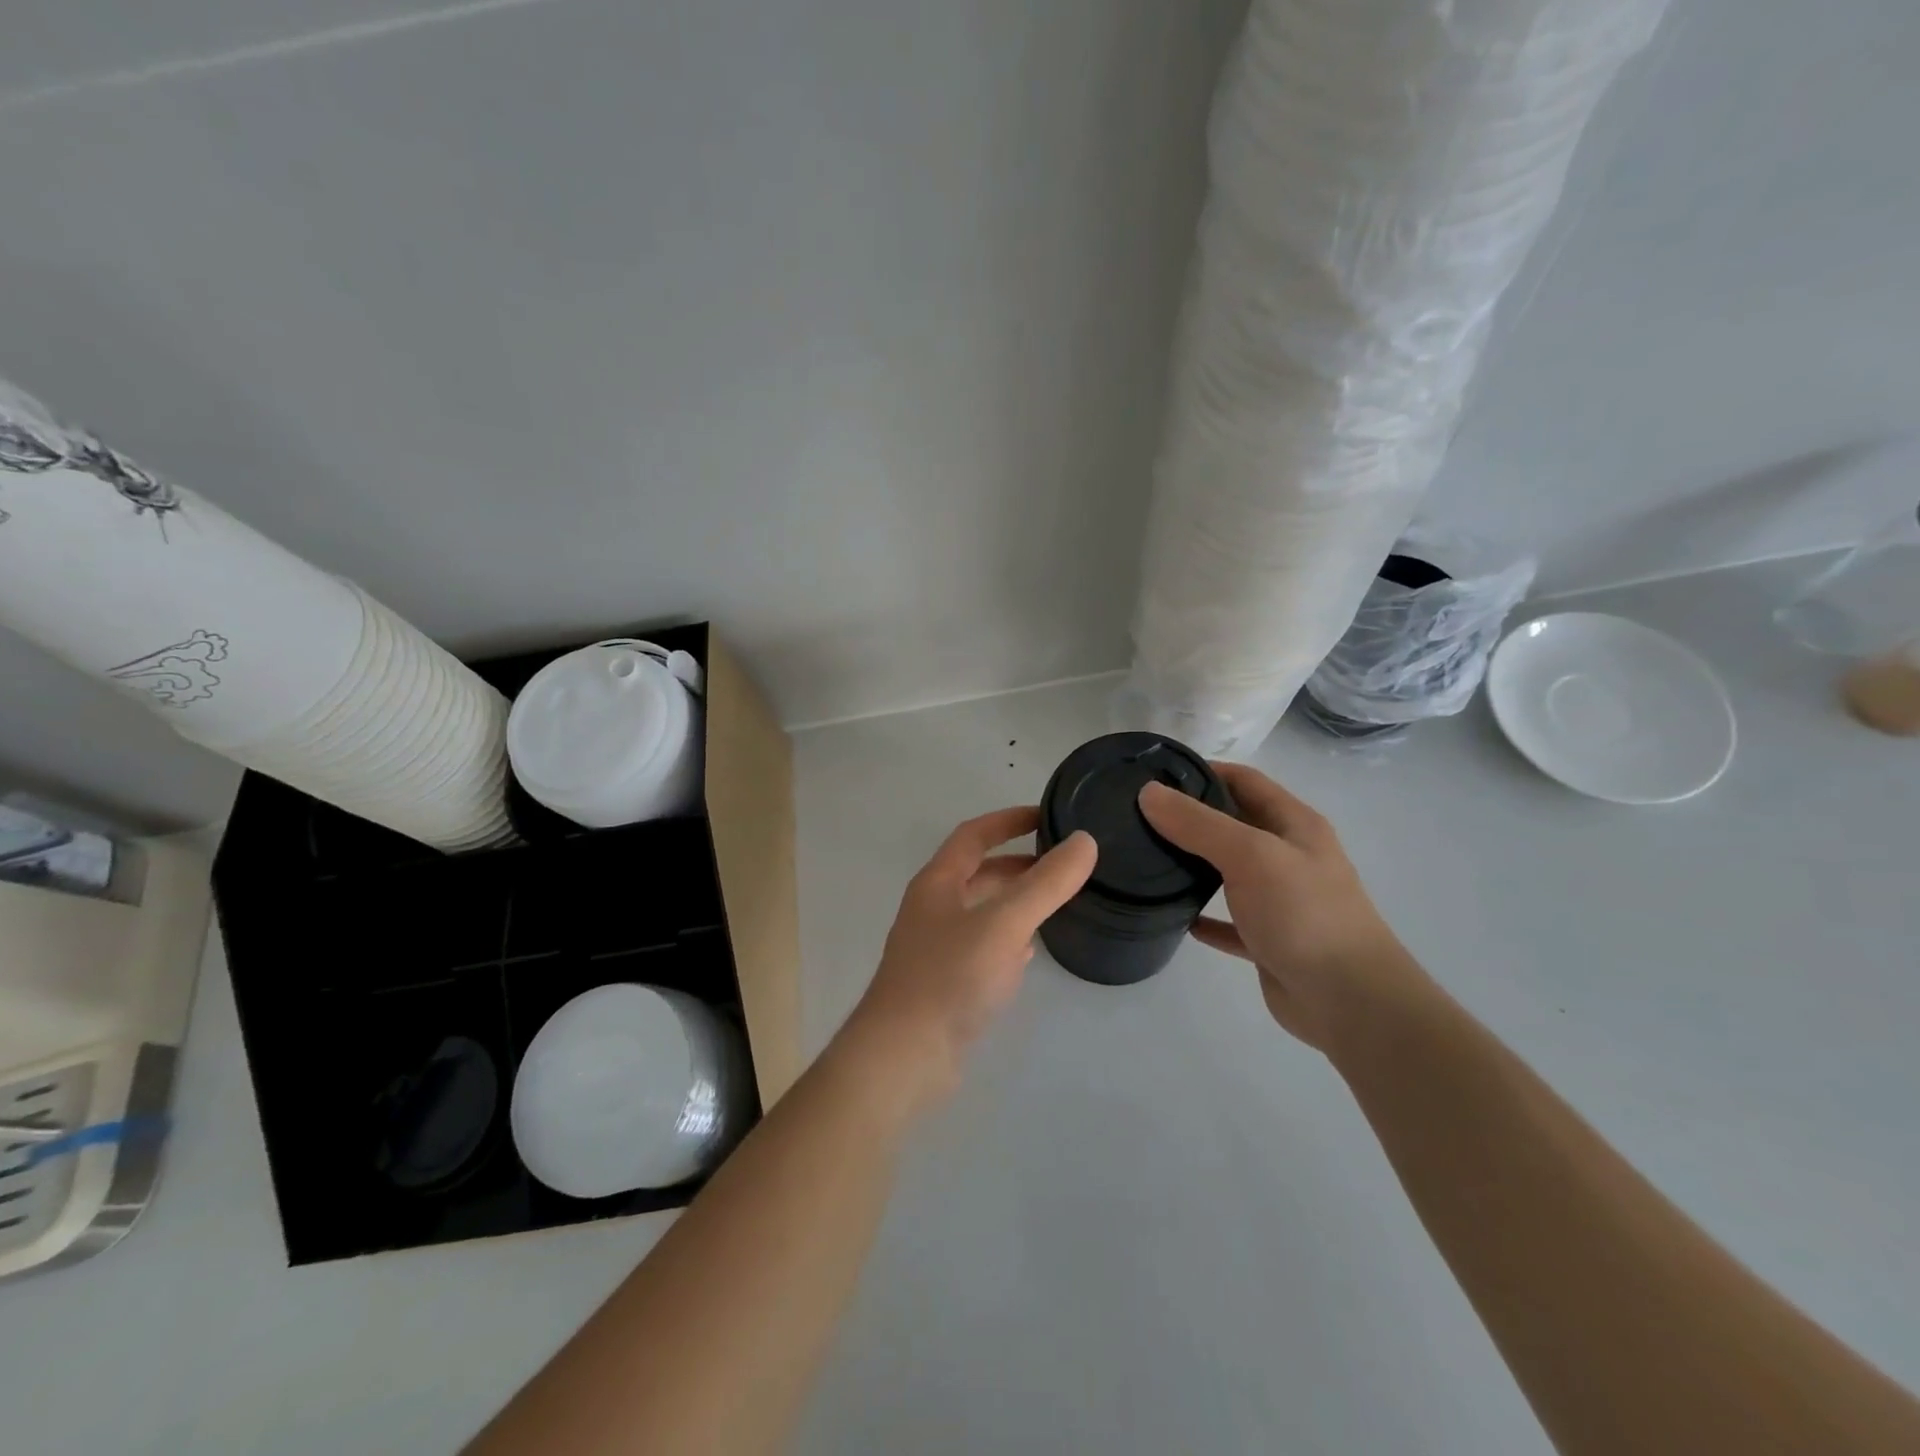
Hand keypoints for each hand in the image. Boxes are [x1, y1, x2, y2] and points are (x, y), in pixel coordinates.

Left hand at [838, 807, 1096, 1111]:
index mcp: (938, 883)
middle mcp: (933, 908)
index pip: (974, 835)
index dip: (1008, 820)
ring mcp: (937, 947)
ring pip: (982, 911)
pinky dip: (1008, 940)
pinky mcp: (946, 983)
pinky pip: (983, 947)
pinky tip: (1030, 951)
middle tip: (1063, 863)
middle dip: (1018, 864)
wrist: (903, 1057)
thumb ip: (1046, 883)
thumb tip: (1085, 841)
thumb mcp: (1004, 923)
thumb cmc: (950, 978)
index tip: (1047, 815)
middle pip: (978, 872)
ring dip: (1015, 901)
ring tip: (1057, 901)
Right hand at [1138, 765, 1433, 1053]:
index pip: (1244, 780)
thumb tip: (1149, 793)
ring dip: (1195, 864)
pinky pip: (1230, 921)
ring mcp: (1281, 900)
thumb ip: (1199, 823)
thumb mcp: (1250, 855)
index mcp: (1294, 825)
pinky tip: (1176, 916)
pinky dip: (1205, 916)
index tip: (1155, 774)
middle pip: (1234, 823)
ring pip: (1230, 872)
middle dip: (1192, 816)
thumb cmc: (1304, 914)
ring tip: (1147, 859)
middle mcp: (1289, 856)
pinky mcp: (1270, 940)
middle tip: (1139, 817)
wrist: (1350, 1001)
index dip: (1203, 771)